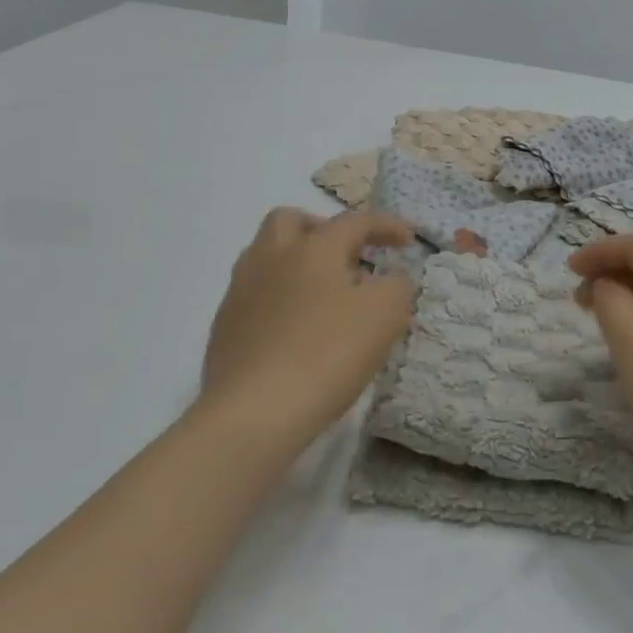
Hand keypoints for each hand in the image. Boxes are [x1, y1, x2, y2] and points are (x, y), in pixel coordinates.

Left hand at [198, 208, 415, 454]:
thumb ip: (396, 286)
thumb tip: (390, 279)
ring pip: (265, 255)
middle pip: (290, 220)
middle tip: (345, 256)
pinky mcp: (224, 327)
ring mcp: (241, 291)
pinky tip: (294, 328)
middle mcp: (272, 257)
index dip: (385, 225)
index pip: (354, 221)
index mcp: (314, 247)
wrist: (253, 412)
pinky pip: (253, 294)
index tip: (408, 239)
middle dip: (321, 228)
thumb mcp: (385, 316)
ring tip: (320, 292)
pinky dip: (277, 297)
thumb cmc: (327, 353)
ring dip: (294, 260)